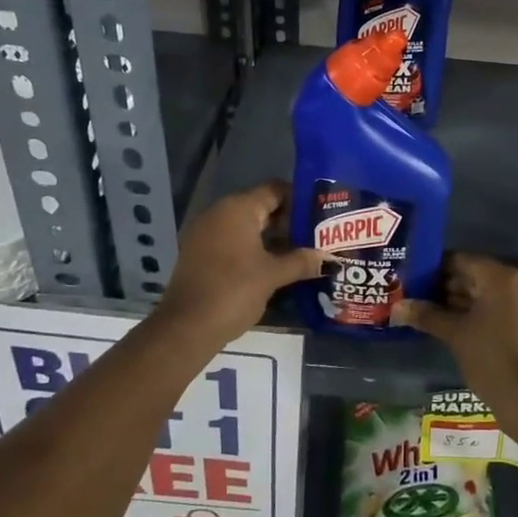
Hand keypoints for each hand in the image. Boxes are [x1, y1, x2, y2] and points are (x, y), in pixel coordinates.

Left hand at [155, 181, 323, 343]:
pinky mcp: (199, 252)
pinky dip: (252, 247)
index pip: (275, 189)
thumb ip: (302, 261)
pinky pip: (232, 240)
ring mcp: (206, 232)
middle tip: (315, 236)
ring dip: (271, 237)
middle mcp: (219, 212)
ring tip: (300, 252)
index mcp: (238, 208)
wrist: (186, 327)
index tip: (320, 215)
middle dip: (288, 221)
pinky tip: (273, 265)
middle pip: (261, 206)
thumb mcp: (273, 275)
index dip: (299, 200)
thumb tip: (331, 259)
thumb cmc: (234, 291)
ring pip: (246, 225)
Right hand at [396, 254, 517, 411]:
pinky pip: (495, 310)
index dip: (434, 268)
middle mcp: (516, 284)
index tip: (411, 277)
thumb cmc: (490, 357)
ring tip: (425, 311)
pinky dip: (473, 314)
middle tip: (413, 295)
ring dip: (456, 302)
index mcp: (500, 277)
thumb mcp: (455, 334)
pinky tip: (449, 326)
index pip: (461, 260)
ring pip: (484, 295)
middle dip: (443, 286)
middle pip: (473, 276)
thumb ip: (426, 315)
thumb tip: (396, 308)